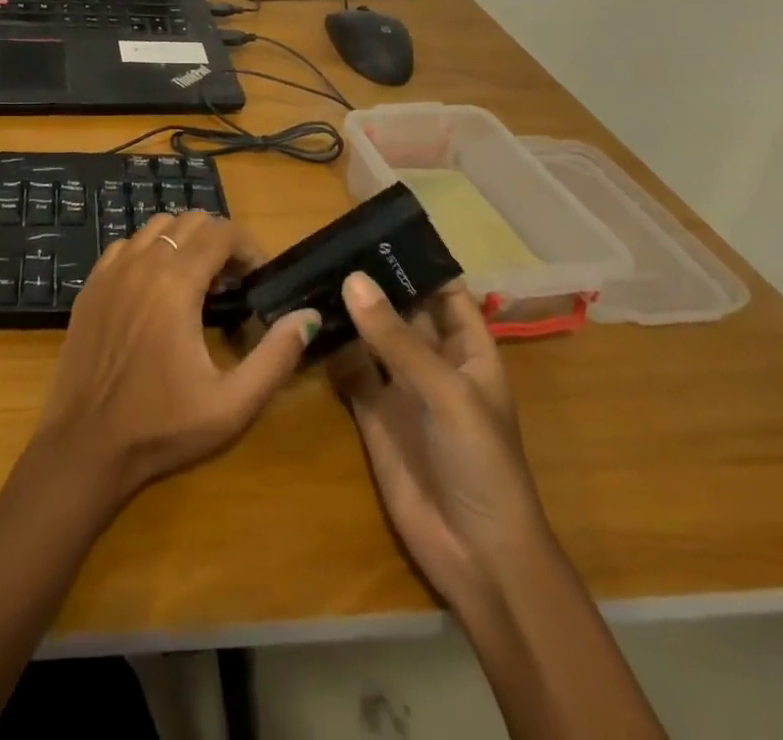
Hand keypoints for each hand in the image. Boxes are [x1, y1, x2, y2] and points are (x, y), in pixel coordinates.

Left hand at [34, 212, 315, 505]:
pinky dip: (149, 252)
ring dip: (184, 243)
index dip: (248, 247)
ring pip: (156, 227)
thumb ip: (276, 356)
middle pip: (190, 221)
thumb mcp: (232, 404)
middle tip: (232, 284)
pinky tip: (155, 291)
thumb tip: (308, 316)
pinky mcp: (90, 286)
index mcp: (175, 283)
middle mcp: (141, 264)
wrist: (84, 447)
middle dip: (219, 242)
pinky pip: (126, 246)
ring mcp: (110, 272)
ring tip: (197, 284)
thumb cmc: (161, 428)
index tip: (257, 279)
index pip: (221, 231)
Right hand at [330, 273, 550, 597]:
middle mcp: (433, 361)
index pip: (445, 292)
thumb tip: (352, 279)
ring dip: (346, 310)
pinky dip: (329, 347)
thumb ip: (396, 339)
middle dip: (373, 280)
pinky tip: (302, 321)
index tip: (378, 229)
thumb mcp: (445, 393)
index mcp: (468, 350)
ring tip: (308, 270)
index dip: (419, 262)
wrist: (475, 555)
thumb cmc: (480, 463)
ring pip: (371, 336)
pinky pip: (348, 369)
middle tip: (328, 242)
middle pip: (402, 308)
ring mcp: (400, 387)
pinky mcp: (371, 413)